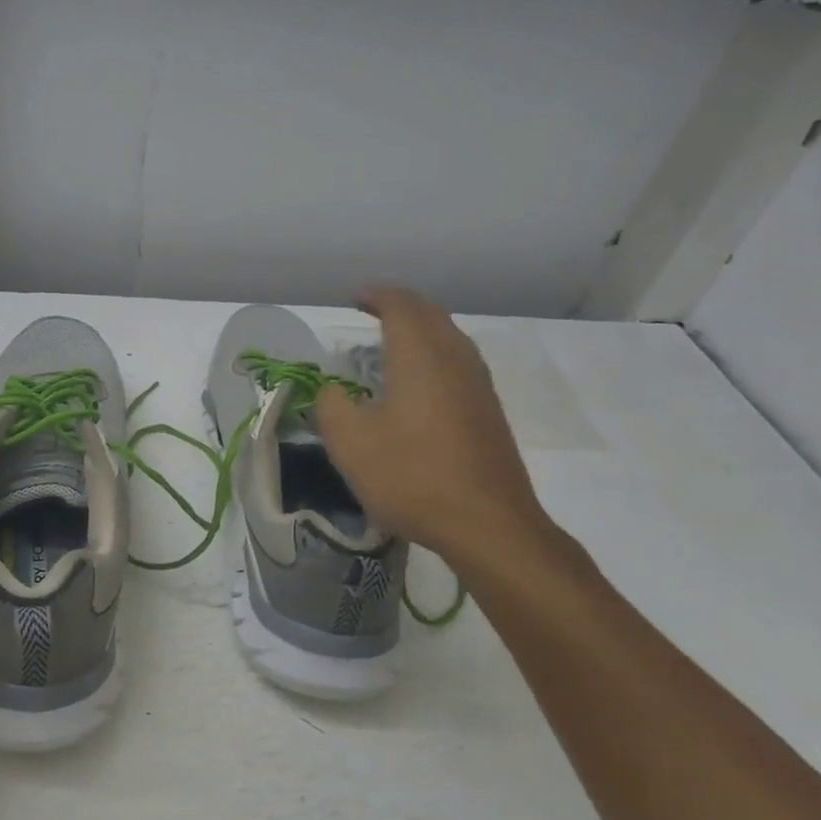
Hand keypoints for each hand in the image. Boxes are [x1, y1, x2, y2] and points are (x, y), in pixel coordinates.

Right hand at [315, 287, 554, 570]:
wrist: (488, 524)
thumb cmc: (412, 476)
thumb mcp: (350, 443)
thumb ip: (332, 405)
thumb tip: (335, 390)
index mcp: (420, 356)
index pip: (401, 305)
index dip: (376, 295)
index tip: (353, 299)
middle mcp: (454, 359)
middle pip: (430, 314)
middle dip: (400, 306)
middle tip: (371, 312)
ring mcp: (478, 385)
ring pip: (449, 337)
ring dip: (420, 330)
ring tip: (391, 343)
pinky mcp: (488, 411)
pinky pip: (458, 362)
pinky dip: (433, 355)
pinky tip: (418, 383)